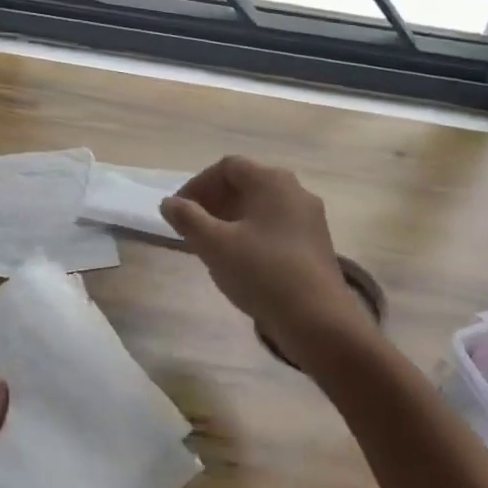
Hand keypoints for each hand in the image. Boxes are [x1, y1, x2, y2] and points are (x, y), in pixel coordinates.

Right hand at [161, 155, 370, 370]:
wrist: (318, 320)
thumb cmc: (262, 273)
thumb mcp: (215, 245)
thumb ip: (188, 219)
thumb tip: (169, 203)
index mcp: (272, 181)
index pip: (228, 167)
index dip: (198, 184)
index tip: (179, 211)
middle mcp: (295, 191)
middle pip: (247, 183)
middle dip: (214, 201)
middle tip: (192, 227)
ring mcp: (309, 218)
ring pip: (262, 207)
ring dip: (232, 219)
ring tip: (211, 245)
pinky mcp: (316, 243)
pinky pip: (276, 226)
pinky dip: (252, 233)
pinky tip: (240, 261)